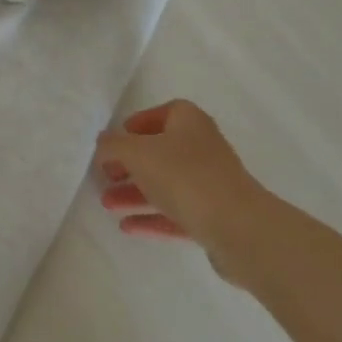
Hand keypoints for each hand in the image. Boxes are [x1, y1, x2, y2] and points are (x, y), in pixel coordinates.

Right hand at [95, 99, 270, 284]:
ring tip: (106, 204)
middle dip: (129, 165)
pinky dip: (151, 217)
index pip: (162, 113)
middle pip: (159, 152)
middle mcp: (202, 147)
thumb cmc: (184, 176)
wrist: (238, 227)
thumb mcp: (137, 153)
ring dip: (135, 193)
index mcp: (189, 121)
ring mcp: (210, 183)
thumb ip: (113, 146)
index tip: (115, 141)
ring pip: (165, 184)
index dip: (137, 124)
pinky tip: (127, 227)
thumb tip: (102, 144)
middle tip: (105, 176)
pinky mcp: (213, 216)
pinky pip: (176, 213)